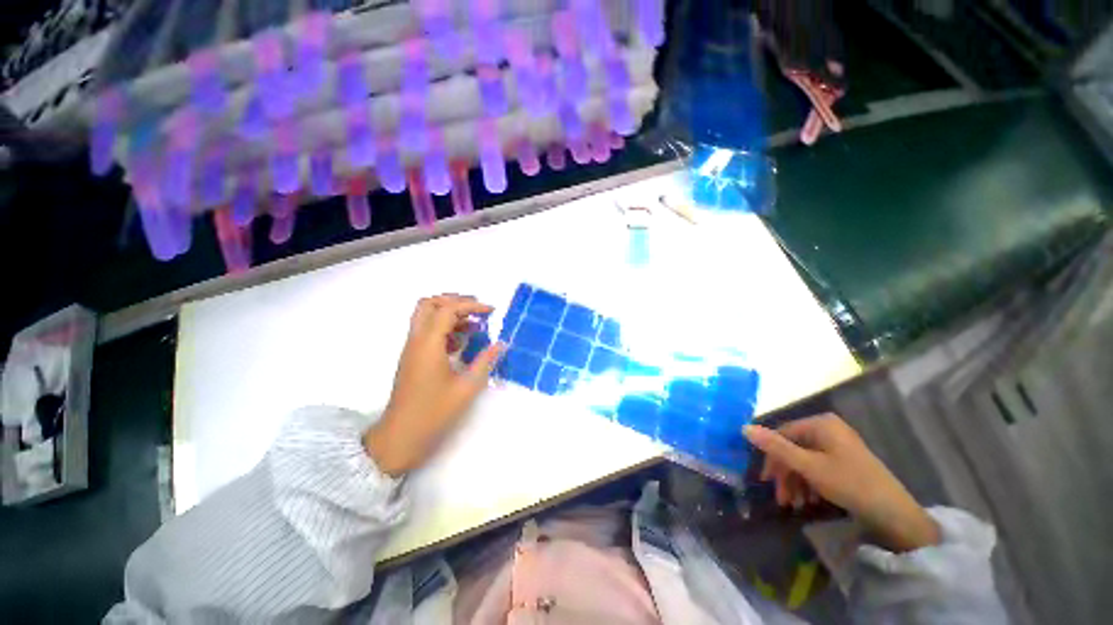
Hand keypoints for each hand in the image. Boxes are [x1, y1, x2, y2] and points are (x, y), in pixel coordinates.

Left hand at [363, 295, 504, 476]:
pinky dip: (444, 328)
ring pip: (426, 316)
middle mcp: (416, 340)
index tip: (491, 312)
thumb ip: (485, 361)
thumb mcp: (467, 387)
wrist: (400, 436)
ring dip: (450, 314)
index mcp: (429, 344)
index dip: (471, 305)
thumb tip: (501, 344)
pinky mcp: (412, 357)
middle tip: (477, 310)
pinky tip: (461, 344)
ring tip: (474, 326)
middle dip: (455, 301)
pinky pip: (427, 331)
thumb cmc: (434, 413)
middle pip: (430, 304)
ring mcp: (412, 348)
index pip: (448, 309)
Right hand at [744, 413, 940, 552]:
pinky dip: (810, 483)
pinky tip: (809, 500)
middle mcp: (828, 429)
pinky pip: (818, 467)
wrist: (895, 514)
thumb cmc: (850, 483)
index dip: (771, 457)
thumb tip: (743, 427)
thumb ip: (776, 447)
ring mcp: (838, 445)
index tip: (766, 480)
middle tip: (781, 499)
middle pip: (793, 448)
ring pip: (805, 460)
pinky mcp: (845, 461)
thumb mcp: (809, 466)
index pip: (783, 434)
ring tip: (795, 504)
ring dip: (796, 482)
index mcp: (820, 423)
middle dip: (785, 474)